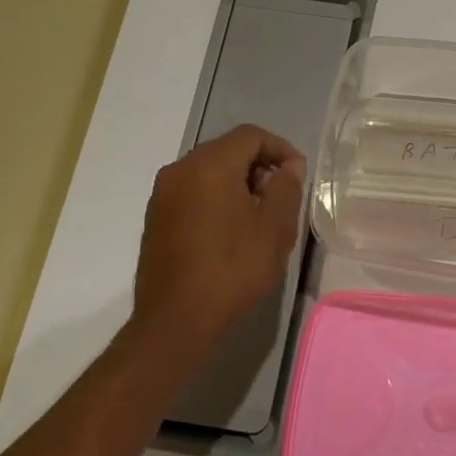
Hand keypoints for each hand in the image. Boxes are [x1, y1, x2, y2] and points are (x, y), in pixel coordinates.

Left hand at [132, 124, 305, 354]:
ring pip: (208, 171)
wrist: (177, 320)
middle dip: (259, 165)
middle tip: (282, 196)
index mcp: (210, 165)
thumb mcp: (275, 228)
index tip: (299, 173)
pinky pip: (193, 192)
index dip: (280, 148)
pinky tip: (232, 230)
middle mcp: (180, 169)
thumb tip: (289, 165)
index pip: (250, 135)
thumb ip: (286, 187)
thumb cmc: (233, 269)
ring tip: (260, 216)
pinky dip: (216, 197)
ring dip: (238, 182)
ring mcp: (163, 194)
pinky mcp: (156, 218)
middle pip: (227, 150)